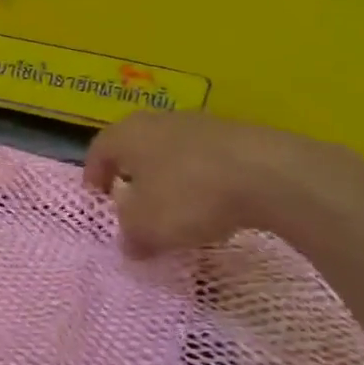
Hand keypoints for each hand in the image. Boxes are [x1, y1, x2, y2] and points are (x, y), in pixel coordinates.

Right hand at [83, 109, 363, 256]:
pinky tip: (214, 206)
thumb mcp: (147, 228)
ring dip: (169, 178)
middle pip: (136, 147)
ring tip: (176, 209)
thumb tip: (130, 243)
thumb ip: (130, 236)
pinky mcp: (237, 136)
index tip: (98, 198)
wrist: (269, 174)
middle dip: (133, 175)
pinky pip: (207, 159)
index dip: (94, 175)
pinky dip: (202, 180)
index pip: (98, 150)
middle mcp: (159, 121)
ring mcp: (201, 124)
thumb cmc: (189, 196)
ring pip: (172, 151)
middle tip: (133, 202)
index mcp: (127, 135)